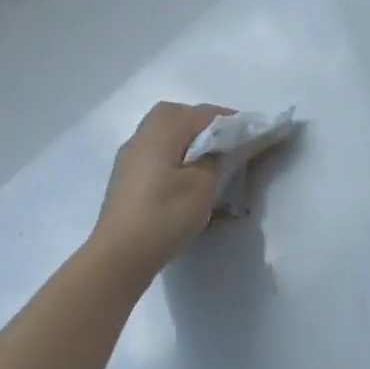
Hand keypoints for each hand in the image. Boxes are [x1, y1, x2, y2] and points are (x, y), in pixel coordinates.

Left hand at [90, 102, 230, 280]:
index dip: (228, 119)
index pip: (201, 113)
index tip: (249, 131)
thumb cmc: (165, 215)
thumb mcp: (203, 186)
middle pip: (174, 114)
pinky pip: (154, 150)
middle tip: (224, 139)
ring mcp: (130, 157)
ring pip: (161, 132)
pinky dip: (173, 152)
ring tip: (207, 157)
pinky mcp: (126, 177)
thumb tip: (214, 150)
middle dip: (201, 121)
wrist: (120, 255)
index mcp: (162, 133)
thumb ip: (213, 160)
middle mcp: (142, 137)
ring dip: (185, 137)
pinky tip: (183, 174)